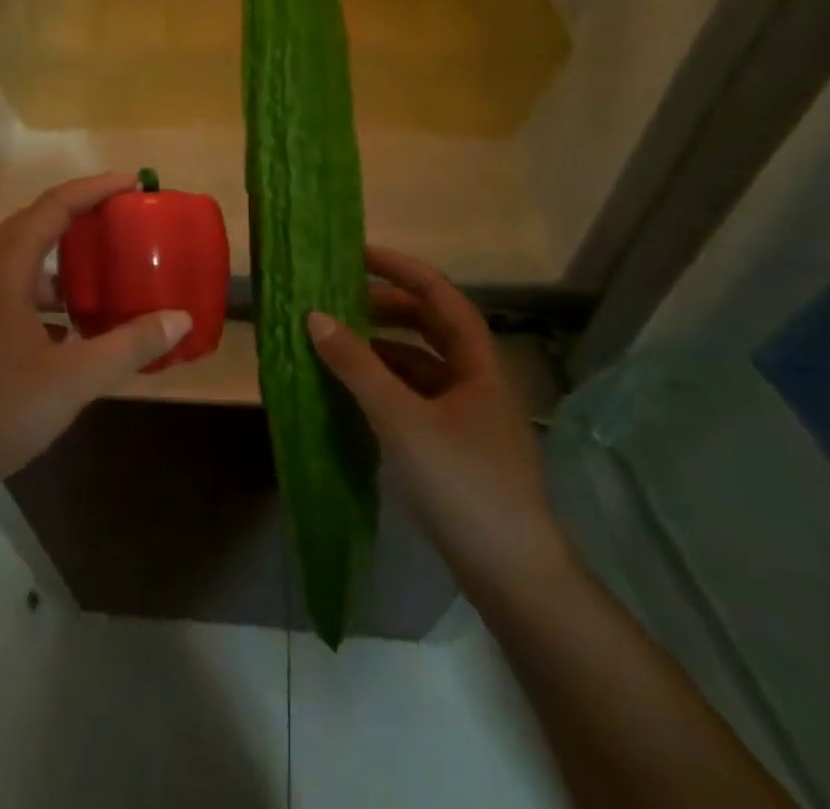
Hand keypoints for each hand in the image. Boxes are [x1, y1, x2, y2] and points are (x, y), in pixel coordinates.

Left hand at [0, 174, 191, 510]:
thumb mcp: (72, 381)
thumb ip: (128, 346)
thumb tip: (180, 318)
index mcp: (4, 270)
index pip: (53, 206)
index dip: (95, 188)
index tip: (132, 183)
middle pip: (33, 224)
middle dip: (78, 215)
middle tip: (119, 219)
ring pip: (18, 261)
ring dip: (58, 259)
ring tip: (98, 276)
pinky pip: (8, 291)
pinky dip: (41, 294)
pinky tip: (65, 329)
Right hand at [307, 246, 569, 587]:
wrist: (513, 575)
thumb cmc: (462, 483)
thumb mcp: (402, 420)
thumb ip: (357, 366)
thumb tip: (315, 316)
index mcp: (478, 363)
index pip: (440, 295)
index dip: (401, 269)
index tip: (358, 254)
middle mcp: (478, 380)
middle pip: (431, 326)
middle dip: (387, 307)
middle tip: (340, 299)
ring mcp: (470, 415)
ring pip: (422, 363)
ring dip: (383, 347)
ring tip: (338, 342)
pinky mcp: (458, 446)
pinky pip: (416, 396)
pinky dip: (386, 384)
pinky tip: (356, 392)